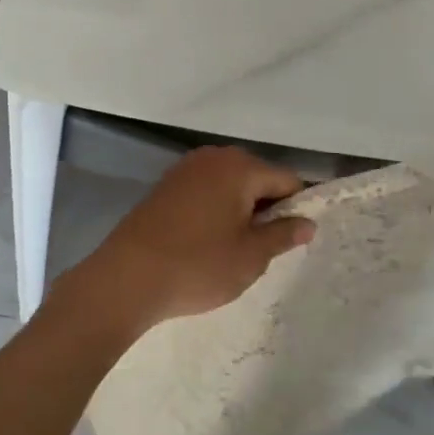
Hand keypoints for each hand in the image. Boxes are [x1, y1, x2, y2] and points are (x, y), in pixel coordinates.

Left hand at [52, 147, 315, 343]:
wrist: (126, 277)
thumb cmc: (198, 265)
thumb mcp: (251, 257)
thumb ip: (283, 235)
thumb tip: (307, 223)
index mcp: (240, 167)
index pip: (287, 180)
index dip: (295, 210)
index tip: (289, 242)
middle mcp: (214, 157)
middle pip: (257, 178)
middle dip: (265, 209)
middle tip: (259, 250)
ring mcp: (185, 169)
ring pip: (230, 186)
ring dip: (239, 211)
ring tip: (230, 250)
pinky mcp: (165, 185)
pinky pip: (205, 191)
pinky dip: (214, 211)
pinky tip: (204, 243)